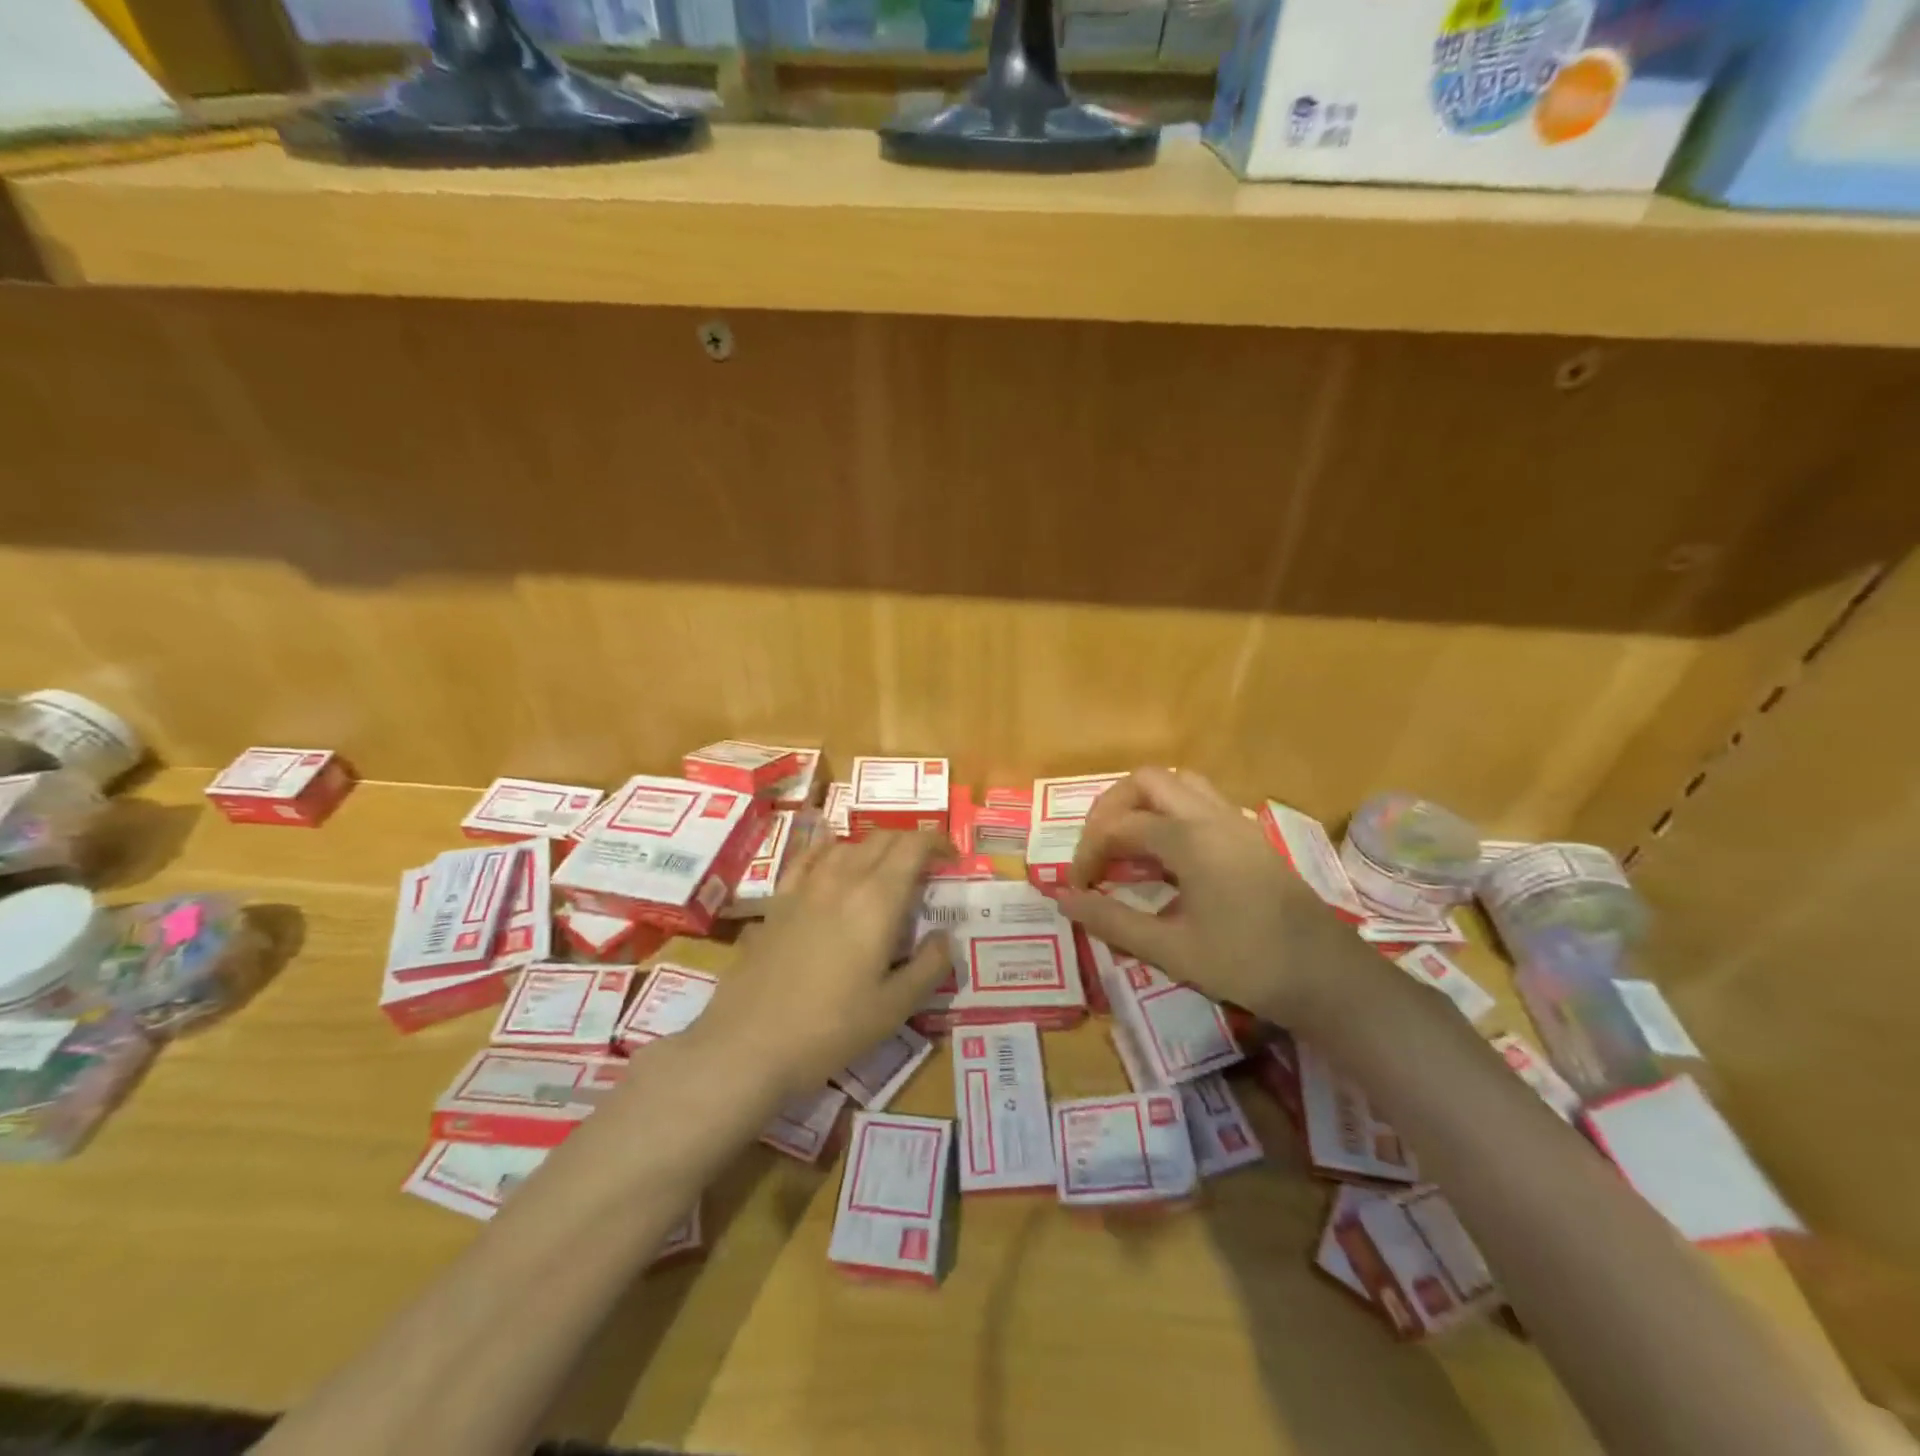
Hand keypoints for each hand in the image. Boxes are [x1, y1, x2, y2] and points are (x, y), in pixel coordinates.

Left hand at [695, 829, 952, 1097]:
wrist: (748, 1044)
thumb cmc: (831, 1028)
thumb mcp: (895, 1007)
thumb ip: (929, 966)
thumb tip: (945, 937)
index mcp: (877, 899)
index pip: (913, 846)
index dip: (937, 842)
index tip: (952, 858)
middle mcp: (842, 879)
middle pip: (882, 839)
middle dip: (910, 844)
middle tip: (926, 870)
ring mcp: (804, 887)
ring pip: (847, 845)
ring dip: (873, 849)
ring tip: (884, 872)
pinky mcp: (777, 902)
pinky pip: (807, 858)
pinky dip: (828, 850)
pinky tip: (830, 862)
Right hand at [1060, 768, 1347, 1027]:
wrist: (1327, 977)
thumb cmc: (1246, 964)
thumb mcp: (1170, 950)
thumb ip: (1111, 920)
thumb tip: (1063, 899)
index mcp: (1189, 839)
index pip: (1118, 827)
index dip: (1088, 852)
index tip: (1078, 887)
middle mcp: (1211, 816)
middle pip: (1146, 781)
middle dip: (1111, 808)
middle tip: (1097, 849)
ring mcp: (1235, 821)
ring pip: (1178, 783)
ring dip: (1144, 803)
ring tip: (1128, 845)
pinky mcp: (1250, 835)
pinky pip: (1201, 800)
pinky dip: (1171, 812)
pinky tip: (1167, 854)